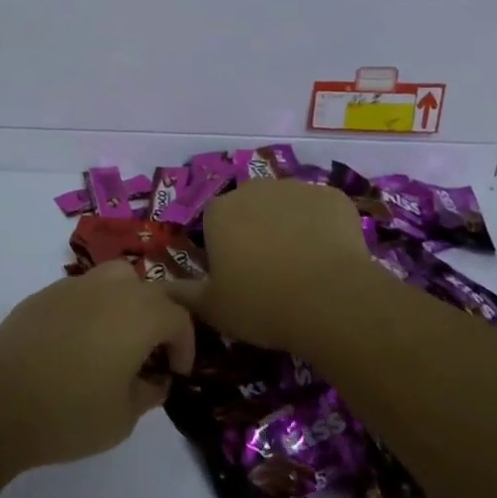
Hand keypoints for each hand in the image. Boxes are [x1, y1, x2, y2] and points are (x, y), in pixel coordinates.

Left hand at [0, 262, 194, 468]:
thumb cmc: (69, 413)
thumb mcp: (122, 417)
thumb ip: (148, 393)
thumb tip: (155, 380)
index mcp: (140, 313)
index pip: (178, 317)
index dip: (185, 345)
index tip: (177, 372)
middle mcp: (111, 288)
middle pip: (150, 290)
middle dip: (160, 318)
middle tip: (153, 353)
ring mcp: (74, 286)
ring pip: (115, 279)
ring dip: (127, 304)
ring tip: (118, 339)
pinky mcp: (43, 294)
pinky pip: (82, 291)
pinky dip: (93, 309)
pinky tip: (78, 343)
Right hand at [165, 180, 373, 354]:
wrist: (330, 300)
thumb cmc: (261, 304)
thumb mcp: (213, 308)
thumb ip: (185, 294)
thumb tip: (162, 289)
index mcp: (220, 211)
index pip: (214, 222)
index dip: (224, 248)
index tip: (237, 276)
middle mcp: (255, 189)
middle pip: (251, 208)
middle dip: (257, 231)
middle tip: (270, 270)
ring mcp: (297, 189)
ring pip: (287, 206)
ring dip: (290, 227)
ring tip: (304, 266)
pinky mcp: (334, 197)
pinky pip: (322, 211)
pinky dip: (323, 228)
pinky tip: (331, 259)